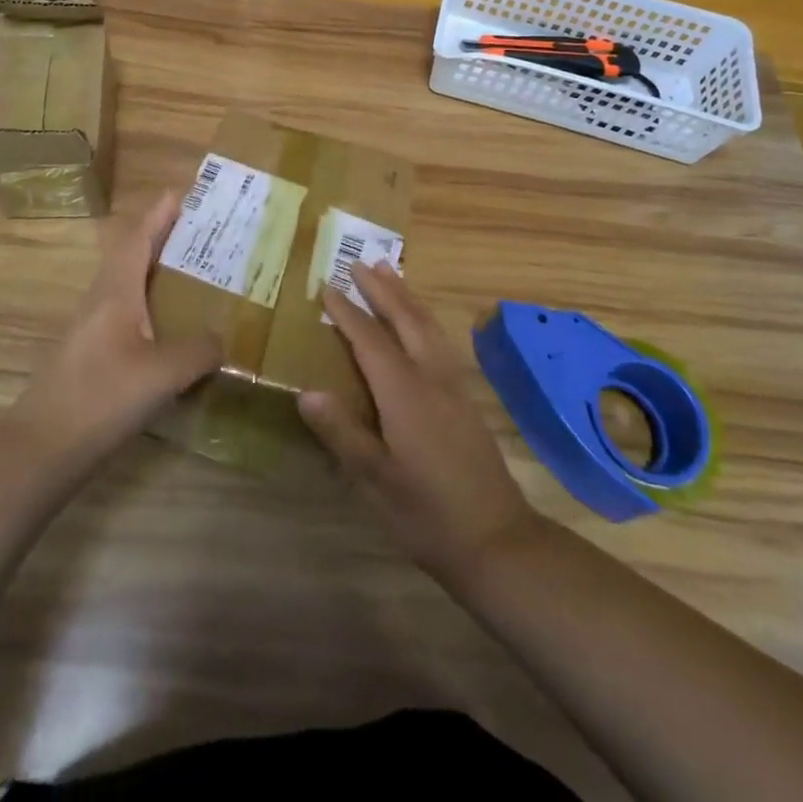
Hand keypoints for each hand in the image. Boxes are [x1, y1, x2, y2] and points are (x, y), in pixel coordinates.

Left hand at [4, 191, 220, 471]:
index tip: (181, 193)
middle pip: (133, 257)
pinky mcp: (93, 357)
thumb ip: (198, 351)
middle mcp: (102, 302)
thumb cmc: (101, 398)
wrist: (42, 449)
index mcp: (115, 292)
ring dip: (159, 273)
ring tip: (197, 274)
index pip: (138, 239)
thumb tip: (222, 340)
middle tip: (203, 233)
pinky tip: (174, 328)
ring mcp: (94, 330)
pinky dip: (154, 307)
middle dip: (164, 240)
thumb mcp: (161, 374)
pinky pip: (129, 316)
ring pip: (130, 287)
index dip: (159, 215)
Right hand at [299, 263, 541, 584]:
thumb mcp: (376, 481)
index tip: (327, 286)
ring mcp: (454, 386)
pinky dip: (424, 317)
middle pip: (406, 320)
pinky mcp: (466, 399)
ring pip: (428, 326)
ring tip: (389, 274)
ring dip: (406, 297)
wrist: (497, 540)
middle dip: (381, 290)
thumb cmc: (427, 514)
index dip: (347, 312)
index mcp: (405, 394)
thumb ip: (342, 433)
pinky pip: (440, 340)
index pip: (370, 340)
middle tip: (360, 263)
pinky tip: (421, 322)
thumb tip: (305, 392)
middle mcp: (432, 378)